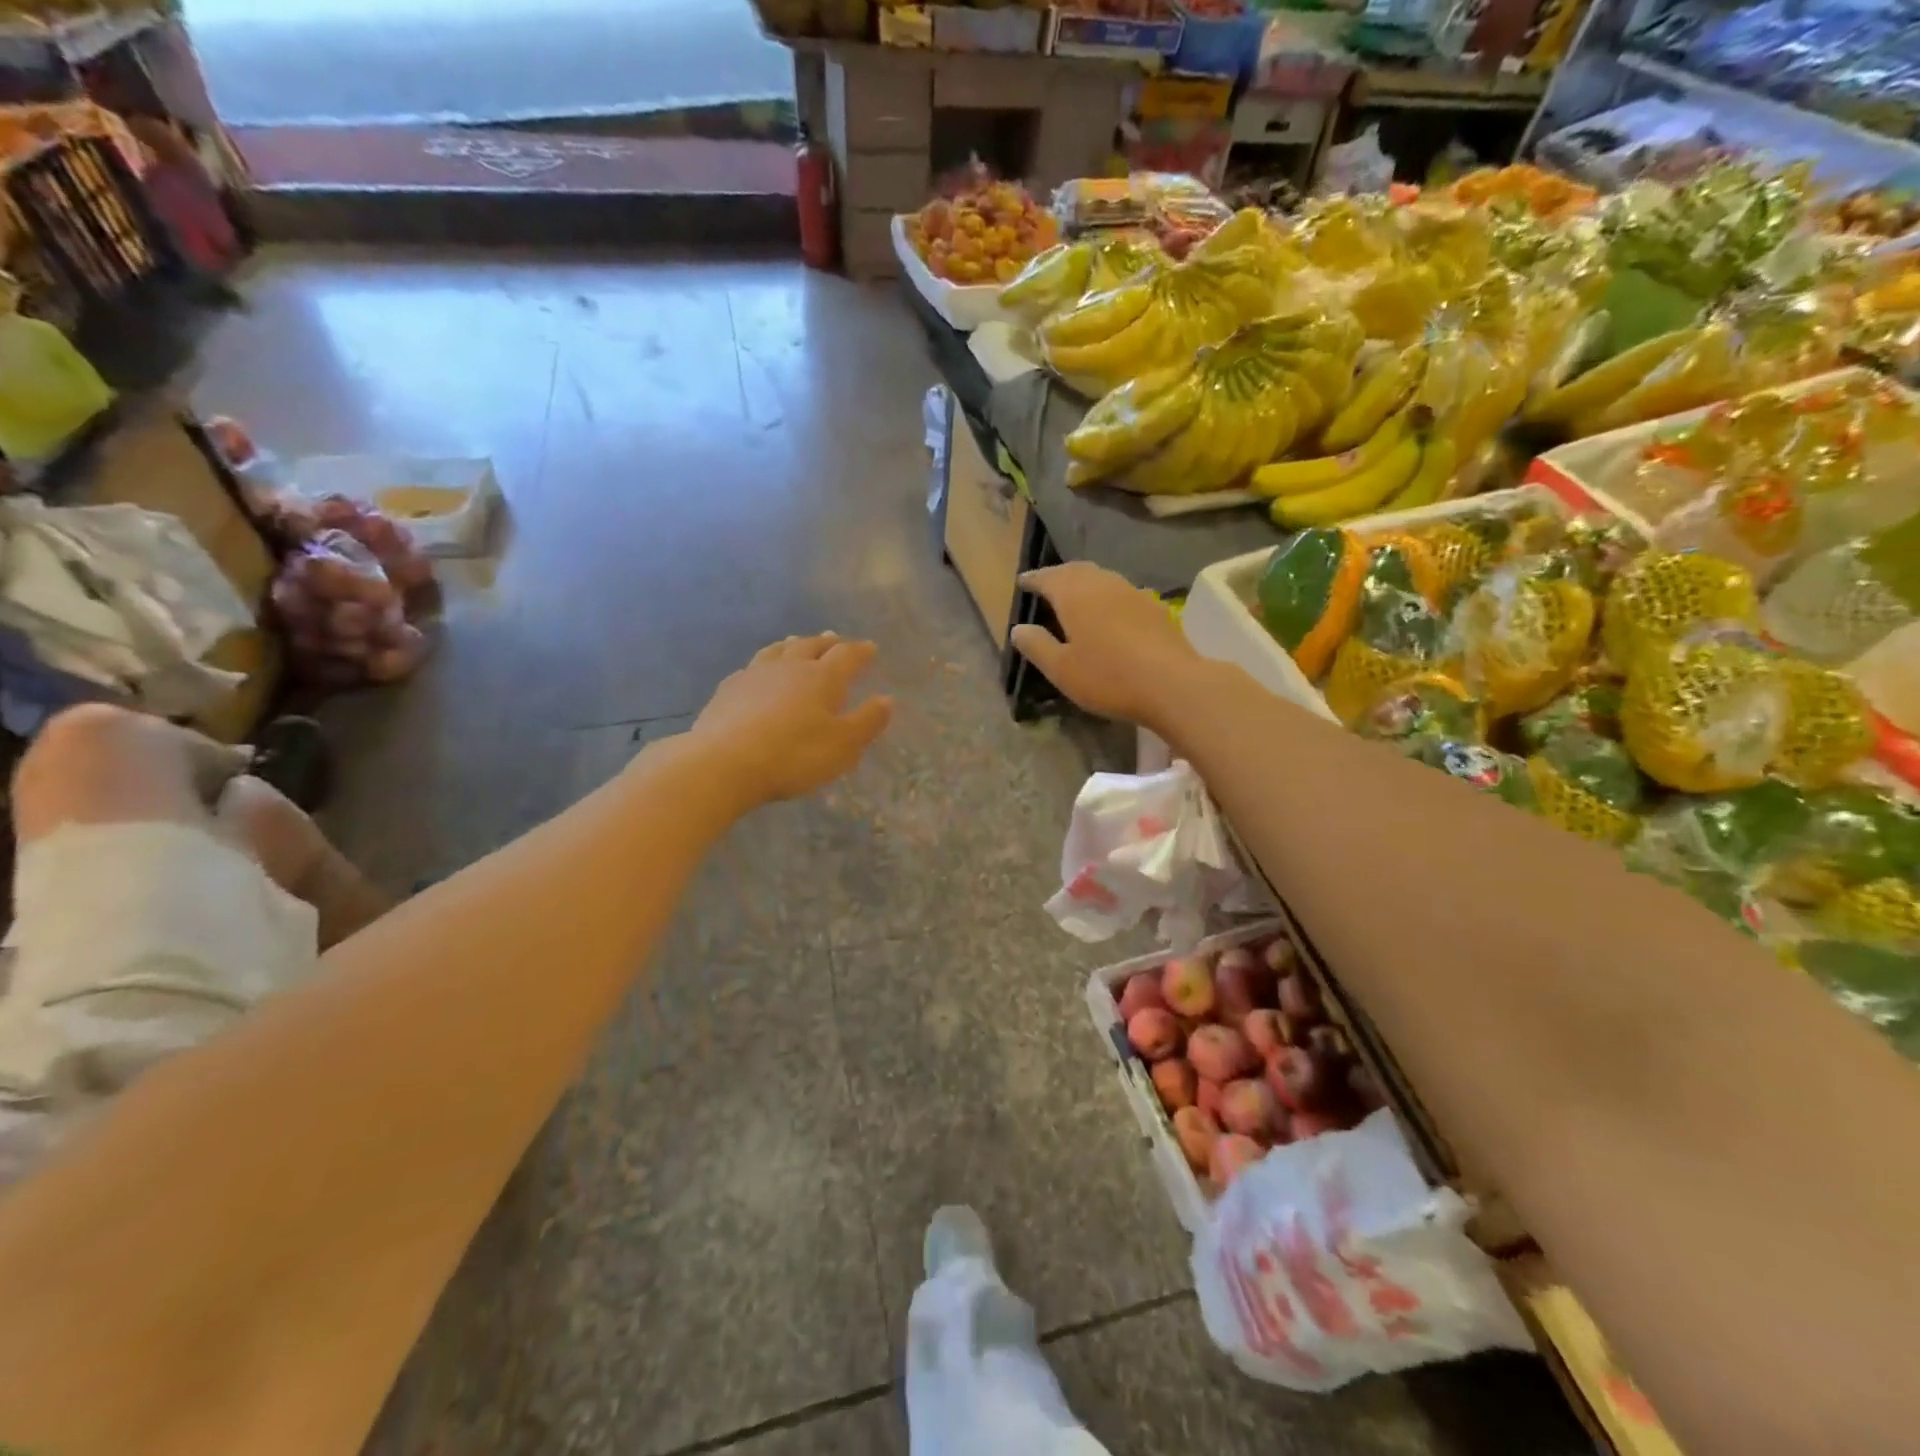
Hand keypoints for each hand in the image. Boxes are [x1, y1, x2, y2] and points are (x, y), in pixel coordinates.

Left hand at [692, 633, 892, 807]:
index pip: (847, 656)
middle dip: (827, 642)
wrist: (724, 762)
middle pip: (810, 645)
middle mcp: (790, 667)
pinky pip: (752, 666)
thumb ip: (867, 721)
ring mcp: (755, 674)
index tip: (870, 648)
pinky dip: (764, 664)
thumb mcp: (843, 745)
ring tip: (797, 642)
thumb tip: (887, 699)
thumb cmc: (794, 755)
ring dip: (793, 644)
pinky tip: (760, 672)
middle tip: (835, 639)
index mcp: (823, 678)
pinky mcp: (728, 689)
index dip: (861, 651)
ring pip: (778, 650)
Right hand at [1010, 563, 1201, 728]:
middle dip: (1059, 575)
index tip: (1022, 582)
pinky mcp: (1154, 607)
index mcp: (1075, 595)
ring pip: (1102, 578)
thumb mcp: (1061, 669)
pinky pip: (1121, 592)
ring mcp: (1132, 593)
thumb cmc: (1108, 677)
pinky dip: (1107, 595)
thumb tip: (1018, 629)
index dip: (1034, 579)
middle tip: (1047, 584)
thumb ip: (1037, 646)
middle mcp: (1103, 584)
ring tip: (1075, 595)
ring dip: (1085, 582)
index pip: (1048, 578)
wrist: (1172, 683)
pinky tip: (1109, 611)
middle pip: (1077, 571)